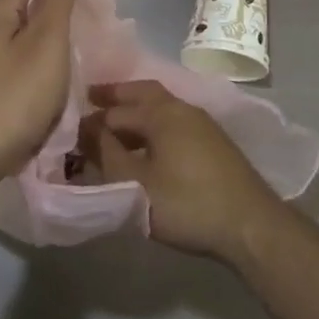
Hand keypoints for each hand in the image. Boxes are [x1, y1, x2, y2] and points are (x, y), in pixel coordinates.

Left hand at [0, 0, 77, 207]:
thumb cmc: (9, 102)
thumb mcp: (46, 46)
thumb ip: (58, 4)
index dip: (69, 12)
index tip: (87, 42)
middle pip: (25, 24)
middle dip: (52, 47)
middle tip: (71, 75)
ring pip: (13, 55)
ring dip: (35, 74)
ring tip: (50, 102)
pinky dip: (15, 93)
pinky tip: (22, 116)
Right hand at [85, 81, 285, 261]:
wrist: (250, 225)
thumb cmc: (186, 203)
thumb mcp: (135, 184)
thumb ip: (107, 155)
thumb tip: (87, 130)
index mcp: (161, 112)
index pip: (115, 110)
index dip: (90, 121)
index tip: (68, 129)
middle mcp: (181, 108)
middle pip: (142, 93)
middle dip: (116, 95)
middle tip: (91, 98)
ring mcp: (201, 124)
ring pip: (160, 107)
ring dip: (135, 111)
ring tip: (114, 126)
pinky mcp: (213, 143)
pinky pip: (172, 122)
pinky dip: (153, 124)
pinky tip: (146, 146)